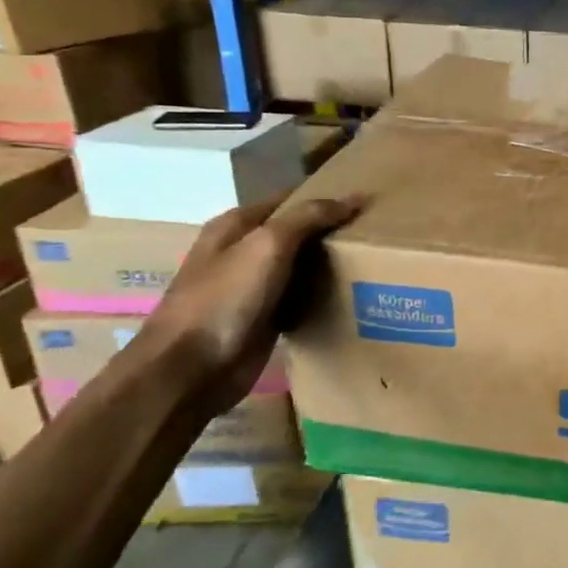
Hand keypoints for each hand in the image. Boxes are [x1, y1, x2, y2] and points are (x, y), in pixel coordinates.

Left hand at [137, 193, 359, 416]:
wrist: (191, 370)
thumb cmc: (225, 298)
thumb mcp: (268, 245)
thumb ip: (309, 217)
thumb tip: (355, 197)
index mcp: (236, 226)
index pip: (289, 199)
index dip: (324, 196)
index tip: (366, 201)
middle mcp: (243, 252)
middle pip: (297, 233)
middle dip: (332, 232)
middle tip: (377, 233)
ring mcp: (252, 288)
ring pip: (301, 267)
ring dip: (329, 265)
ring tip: (375, 262)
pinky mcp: (264, 319)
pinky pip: (300, 299)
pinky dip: (322, 296)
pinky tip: (351, 296)